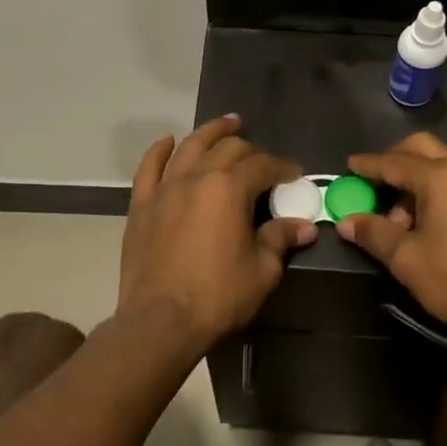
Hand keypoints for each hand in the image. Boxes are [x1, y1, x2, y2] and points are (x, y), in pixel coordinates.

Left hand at [117, 115, 317, 352]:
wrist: (159, 321)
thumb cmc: (217, 296)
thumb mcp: (261, 270)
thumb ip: (280, 239)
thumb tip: (305, 226)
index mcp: (229, 188)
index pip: (263, 165)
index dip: (283, 166)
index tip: (295, 173)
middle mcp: (196, 177)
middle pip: (227, 149)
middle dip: (251, 149)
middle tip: (264, 160)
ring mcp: (164, 188)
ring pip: (189, 147)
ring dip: (211, 132)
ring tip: (227, 124)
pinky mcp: (141, 204)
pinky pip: (149, 167)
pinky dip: (160, 150)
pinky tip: (169, 141)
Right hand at [337, 132, 446, 346]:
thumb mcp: (406, 259)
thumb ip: (373, 233)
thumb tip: (347, 221)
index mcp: (441, 177)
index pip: (394, 162)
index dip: (368, 165)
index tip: (349, 166)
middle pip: (422, 148)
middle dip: (394, 160)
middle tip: (375, 183)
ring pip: (444, 162)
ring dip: (418, 177)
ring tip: (403, 216)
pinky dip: (440, 187)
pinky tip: (432, 220)